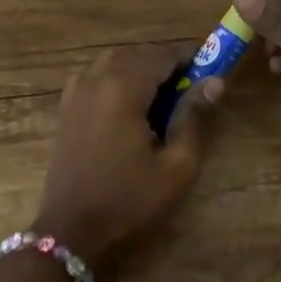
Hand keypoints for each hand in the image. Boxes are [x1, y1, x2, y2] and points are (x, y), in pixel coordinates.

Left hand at [34, 45, 218, 265]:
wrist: (71, 227)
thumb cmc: (128, 199)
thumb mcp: (175, 166)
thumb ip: (193, 118)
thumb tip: (214, 82)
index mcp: (123, 88)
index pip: (162, 55)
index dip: (190, 56)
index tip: (212, 66)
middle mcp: (96, 79)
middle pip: (137, 53)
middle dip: (165, 63)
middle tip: (190, 86)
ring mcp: (76, 91)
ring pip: (113, 61)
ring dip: (140, 68)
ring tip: (161, 95)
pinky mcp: (66, 107)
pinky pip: (94, 75)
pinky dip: (115, 77)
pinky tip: (128, 104)